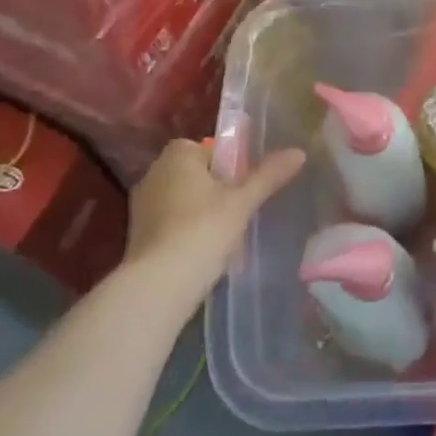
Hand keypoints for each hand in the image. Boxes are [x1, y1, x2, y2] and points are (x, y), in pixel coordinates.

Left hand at [125, 140, 305, 306]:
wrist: (158, 285)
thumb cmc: (203, 230)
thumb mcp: (242, 202)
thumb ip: (268, 175)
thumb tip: (299, 152)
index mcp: (177, 155)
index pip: (211, 149)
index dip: (232, 167)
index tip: (245, 189)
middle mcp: (154, 172)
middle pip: (197, 174)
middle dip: (217, 190)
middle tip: (240, 212)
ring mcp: (142, 204)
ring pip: (183, 199)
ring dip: (201, 212)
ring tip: (225, 236)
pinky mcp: (137, 233)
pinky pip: (170, 222)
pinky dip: (186, 232)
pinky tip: (203, 252)